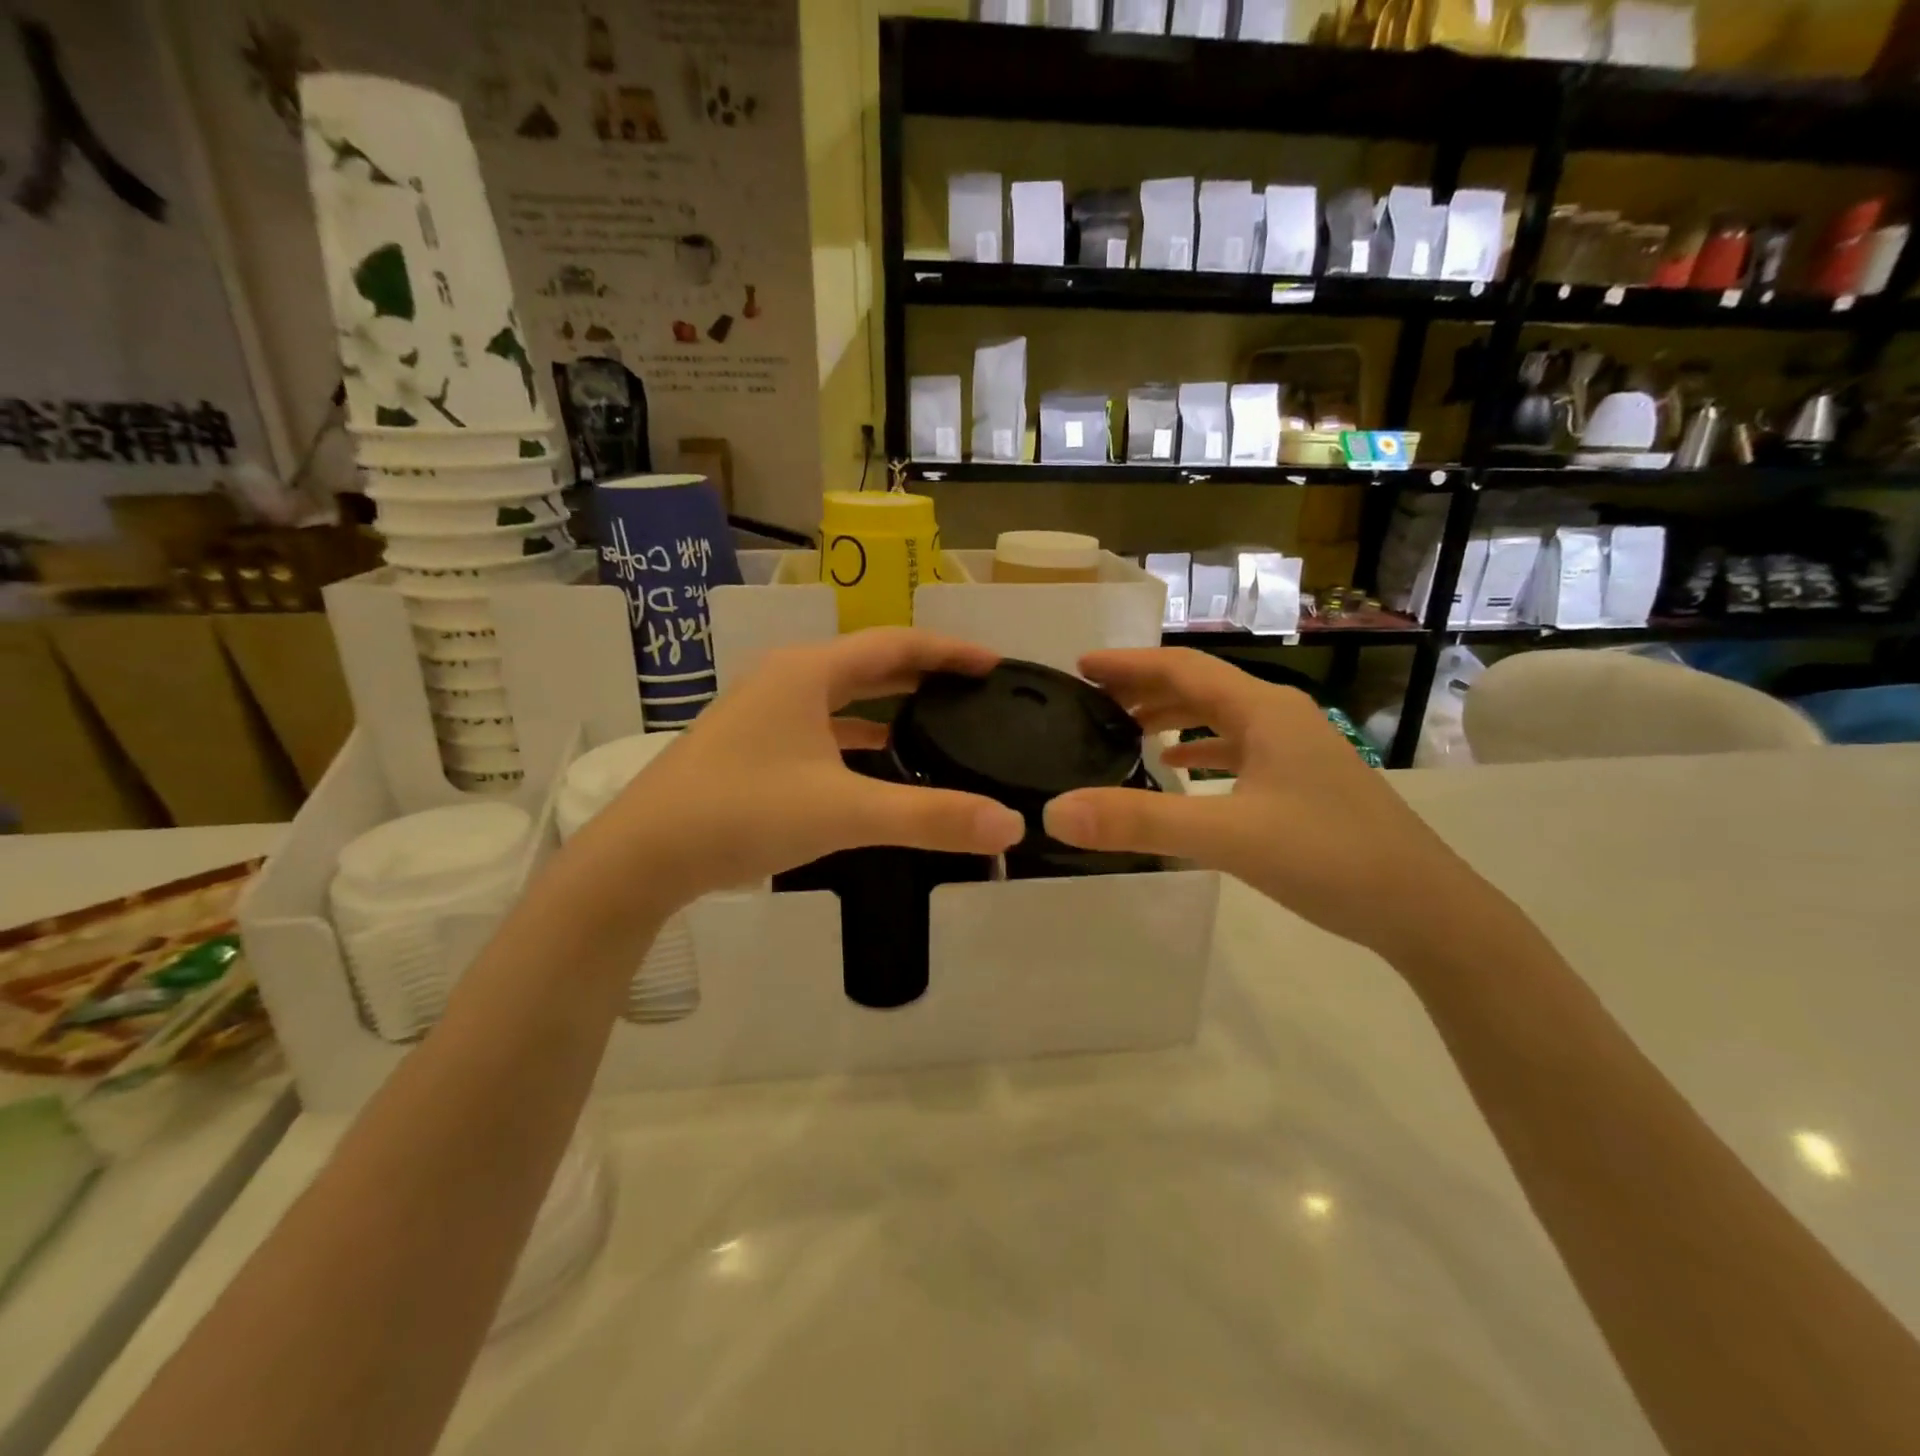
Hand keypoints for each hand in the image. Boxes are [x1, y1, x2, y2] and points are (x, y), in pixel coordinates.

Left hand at [601, 629, 1026, 907]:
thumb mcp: (844, 812)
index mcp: (809, 672)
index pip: (896, 644)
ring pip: (844, 697)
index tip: (995, 663)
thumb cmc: (744, 812)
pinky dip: (859, 736)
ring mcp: (765, 712)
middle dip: (924, 674)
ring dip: (890, 704)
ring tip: (939, 720)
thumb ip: (929, 817)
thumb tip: (1010, 824)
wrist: (642, 855)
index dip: (949, 650)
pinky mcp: (754, 746)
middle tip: (975, 690)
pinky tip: (881, 762)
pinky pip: (823, 727)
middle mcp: (787, 680)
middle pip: (870, 664)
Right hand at [1042, 649, 1488, 960]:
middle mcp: (1281, 717)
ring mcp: (1297, 749)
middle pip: (1201, 687)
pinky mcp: (1303, 781)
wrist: (1424, 909)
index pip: (1183, 668)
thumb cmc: (1328, 857)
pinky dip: (1201, 750)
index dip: (1129, 664)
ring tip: (1124, 730)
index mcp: (1264, 711)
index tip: (1081, 666)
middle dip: (1145, 688)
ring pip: (1221, 718)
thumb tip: (1056, 811)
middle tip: (1092, 700)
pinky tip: (1179, 770)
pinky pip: (1238, 749)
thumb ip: (1139, 822)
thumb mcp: (1227, 837)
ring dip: (1172, 717)